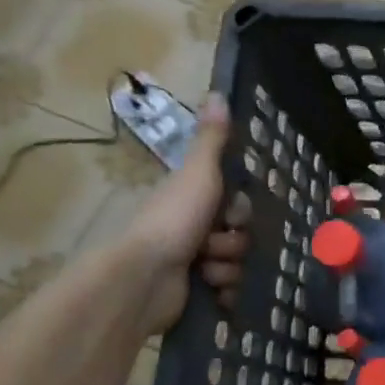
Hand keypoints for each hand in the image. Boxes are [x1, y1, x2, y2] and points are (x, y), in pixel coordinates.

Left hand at [120, 94, 250, 333]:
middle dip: (233, 242)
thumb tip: (217, 93)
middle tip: (212, 244)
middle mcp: (192, 229)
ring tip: (205, 270)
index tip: (229, 215)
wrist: (144, 278)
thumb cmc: (172, 220)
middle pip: (240, 235)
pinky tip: (213, 291)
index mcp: (192, 201)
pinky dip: (225, 292)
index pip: (238, 205)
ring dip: (227, 267)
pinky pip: (229, 290)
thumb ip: (212, 140)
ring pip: (236, 263)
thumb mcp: (198, 174)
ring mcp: (192, 263)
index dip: (239, 211)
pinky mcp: (194, 292)